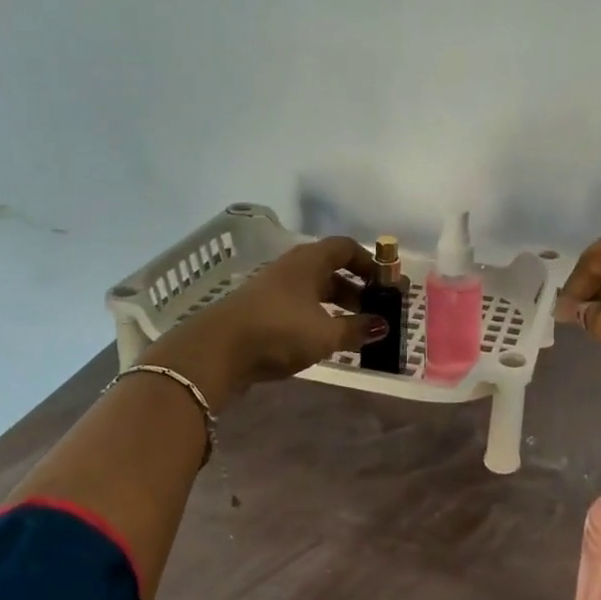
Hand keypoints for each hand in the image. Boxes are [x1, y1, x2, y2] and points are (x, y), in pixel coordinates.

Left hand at [146, 237, 387, 405]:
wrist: (215, 352)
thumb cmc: (278, 332)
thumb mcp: (325, 334)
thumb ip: (356, 329)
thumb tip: (383, 325)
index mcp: (309, 261)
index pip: (346, 248)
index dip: (369, 262)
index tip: (384, 284)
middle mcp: (291, 268)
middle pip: (330, 269)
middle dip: (355, 288)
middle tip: (373, 311)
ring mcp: (273, 288)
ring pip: (313, 289)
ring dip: (335, 305)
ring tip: (352, 330)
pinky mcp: (260, 311)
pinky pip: (297, 306)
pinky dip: (316, 317)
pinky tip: (322, 339)